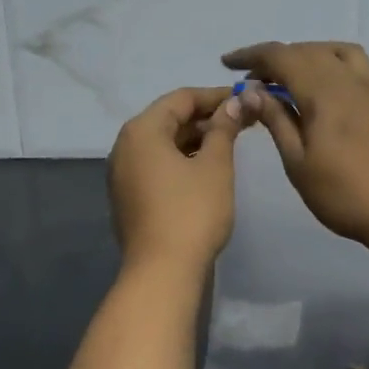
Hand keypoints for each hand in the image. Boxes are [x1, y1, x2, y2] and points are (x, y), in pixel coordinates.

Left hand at [107, 87, 250, 272]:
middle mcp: (125, 145)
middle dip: (206, 118)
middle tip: (243, 121)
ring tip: (229, 143)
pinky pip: (156, 164)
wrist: (161, 272)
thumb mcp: (215, 166)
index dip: (216, 96)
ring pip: (162, 143)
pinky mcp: (128, 195)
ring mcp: (123, 172)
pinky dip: (181, 159)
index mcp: (142, 130)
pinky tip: (206, 167)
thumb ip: (224, 129)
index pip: (181, 98)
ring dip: (195, 139)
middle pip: (169, 118)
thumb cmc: (191, 212)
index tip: (246, 99)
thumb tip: (236, 103)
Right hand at [222, 41, 368, 250]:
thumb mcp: (298, 162)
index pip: (281, 57)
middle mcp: (347, 80)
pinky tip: (321, 87)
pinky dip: (328, 61)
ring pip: (332, 52)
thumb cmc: (345, 194)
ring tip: (285, 75)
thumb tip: (251, 91)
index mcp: (323, 92)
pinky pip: (352, 64)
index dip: (251, 56)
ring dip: (303, 54)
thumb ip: (276, 120)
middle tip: (249, 78)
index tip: (226, 64)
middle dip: (273, 57)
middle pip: (305, 50)